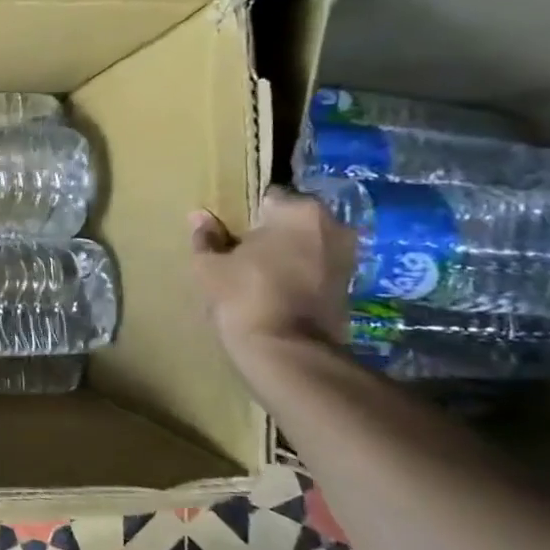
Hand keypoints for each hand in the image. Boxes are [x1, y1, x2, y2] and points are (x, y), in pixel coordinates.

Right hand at [190, 189, 354, 362]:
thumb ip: (206, 238)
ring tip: (256, 270)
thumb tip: (199, 217)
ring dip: (286, 252)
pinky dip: (298, 273)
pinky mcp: (349, 286)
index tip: (229, 229)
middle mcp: (332, 225)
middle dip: (270, 231)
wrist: (287, 352)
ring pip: (307, 243)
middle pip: (292, 219)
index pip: (268, 197)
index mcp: (299, 210)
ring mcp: (346, 256)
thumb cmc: (244, 296)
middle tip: (241, 249)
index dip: (245, 212)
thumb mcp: (210, 266)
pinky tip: (274, 288)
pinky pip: (316, 267)